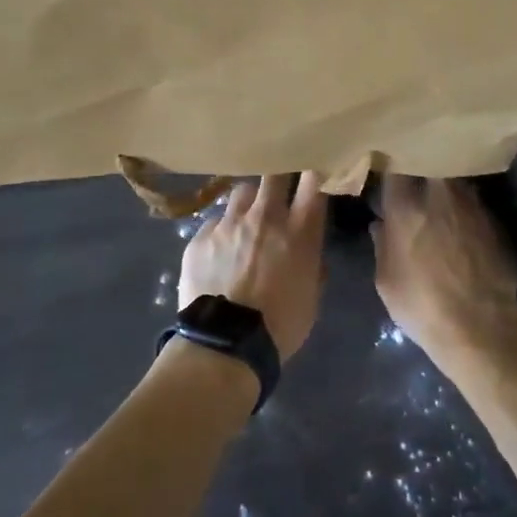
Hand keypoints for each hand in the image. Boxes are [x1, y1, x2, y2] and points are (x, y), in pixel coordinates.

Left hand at [179, 173, 326, 361]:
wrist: (225, 345)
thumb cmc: (281, 325)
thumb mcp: (312, 295)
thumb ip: (313, 262)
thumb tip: (309, 247)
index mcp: (299, 231)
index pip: (314, 182)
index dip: (315, 171)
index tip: (315, 170)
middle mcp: (265, 216)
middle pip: (275, 174)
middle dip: (280, 176)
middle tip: (280, 187)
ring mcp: (229, 223)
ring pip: (242, 191)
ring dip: (249, 202)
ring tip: (246, 219)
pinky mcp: (201, 236)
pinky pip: (215, 222)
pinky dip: (222, 231)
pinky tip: (219, 250)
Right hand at [371, 176, 516, 354]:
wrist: (480, 325)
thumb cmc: (422, 304)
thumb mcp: (386, 280)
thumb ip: (381, 245)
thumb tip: (380, 224)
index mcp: (405, 207)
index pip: (394, 169)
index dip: (389, 164)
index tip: (385, 165)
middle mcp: (438, 195)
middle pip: (429, 161)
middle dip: (421, 162)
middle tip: (412, 172)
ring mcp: (469, 204)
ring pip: (452, 177)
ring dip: (443, 181)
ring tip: (435, 192)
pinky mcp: (491, 219)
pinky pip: (471, 198)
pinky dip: (462, 201)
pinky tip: (457, 216)